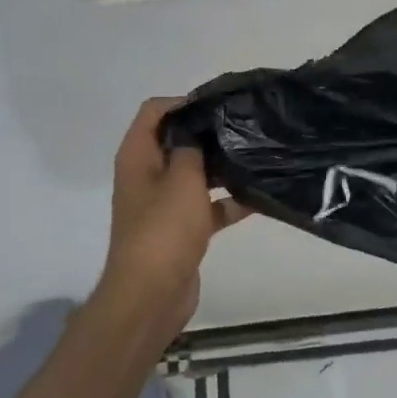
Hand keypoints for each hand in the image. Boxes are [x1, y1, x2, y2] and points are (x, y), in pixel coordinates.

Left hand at [89, 97, 249, 350]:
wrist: (151, 295)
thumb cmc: (163, 230)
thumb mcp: (182, 179)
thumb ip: (193, 147)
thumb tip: (201, 128)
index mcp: (138, 156)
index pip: (155, 111)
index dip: (184, 102)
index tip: (221, 105)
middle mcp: (147, 175)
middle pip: (177, 141)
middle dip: (209, 134)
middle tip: (246, 127)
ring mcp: (163, 204)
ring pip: (195, 175)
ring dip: (221, 168)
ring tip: (258, 156)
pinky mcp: (180, 229)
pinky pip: (206, 206)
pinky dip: (227, 202)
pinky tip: (259, 197)